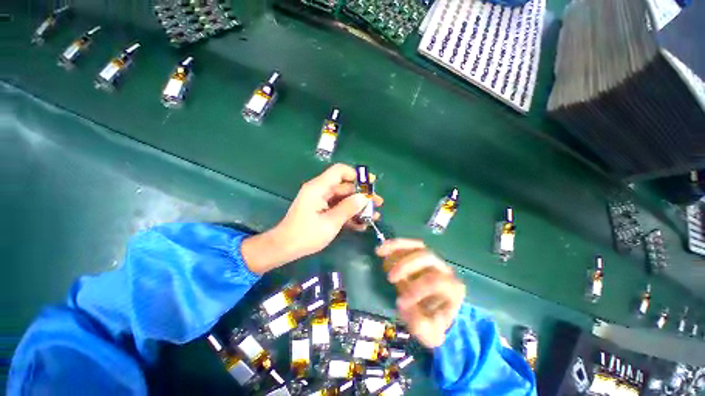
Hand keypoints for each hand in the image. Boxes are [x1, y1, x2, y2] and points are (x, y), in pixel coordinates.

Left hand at [243, 164, 382, 273]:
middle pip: (345, 186)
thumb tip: (365, 197)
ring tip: (374, 216)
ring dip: (358, 206)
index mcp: (319, 187)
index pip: (339, 171)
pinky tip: (362, 224)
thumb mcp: (330, 222)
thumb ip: (348, 208)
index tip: (370, 184)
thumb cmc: (306, 235)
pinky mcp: (322, 211)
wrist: (284, 248)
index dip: (356, 174)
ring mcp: (321, 201)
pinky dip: (349, 214)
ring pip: (344, 198)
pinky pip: (338, 208)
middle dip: (362, 194)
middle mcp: (320, 191)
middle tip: (378, 203)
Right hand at [376, 239, 464, 347]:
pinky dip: (393, 245)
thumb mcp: (430, 334)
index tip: (399, 302)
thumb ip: (419, 325)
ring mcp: (432, 260)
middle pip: (426, 257)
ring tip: (380, 253)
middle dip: (405, 265)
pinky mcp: (420, 255)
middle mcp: (444, 269)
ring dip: (396, 248)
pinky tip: (380, 250)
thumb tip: (403, 304)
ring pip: (416, 246)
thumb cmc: (435, 323)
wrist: (438, 313)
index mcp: (452, 288)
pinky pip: (407, 245)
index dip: (417, 289)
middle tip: (390, 278)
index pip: (435, 281)